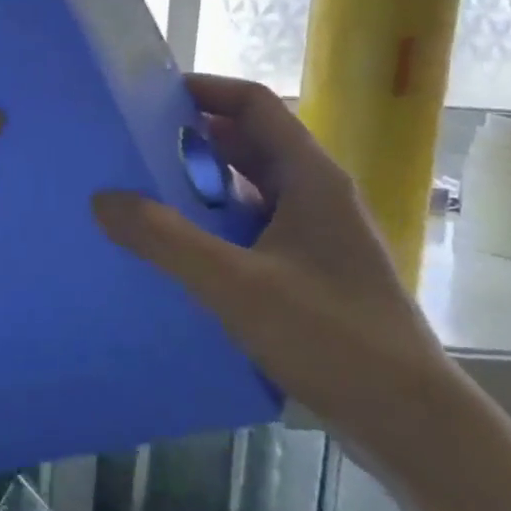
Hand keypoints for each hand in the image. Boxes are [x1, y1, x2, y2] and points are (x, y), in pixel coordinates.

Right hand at [92, 74, 459, 466]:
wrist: (409, 420)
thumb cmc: (330, 337)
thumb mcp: (235, 284)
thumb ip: (165, 239)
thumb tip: (101, 199)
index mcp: (310, 178)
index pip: (254, 105)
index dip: (204, 90)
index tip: (148, 95)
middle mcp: (316, 195)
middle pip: (249, 143)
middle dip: (192, 138)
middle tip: (132, 144)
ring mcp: (316, 234)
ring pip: (250, 187)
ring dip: (201, 182)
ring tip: (143, 191)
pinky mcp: (310, 270)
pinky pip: (252, 225)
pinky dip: (214, 222)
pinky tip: (178, 247)